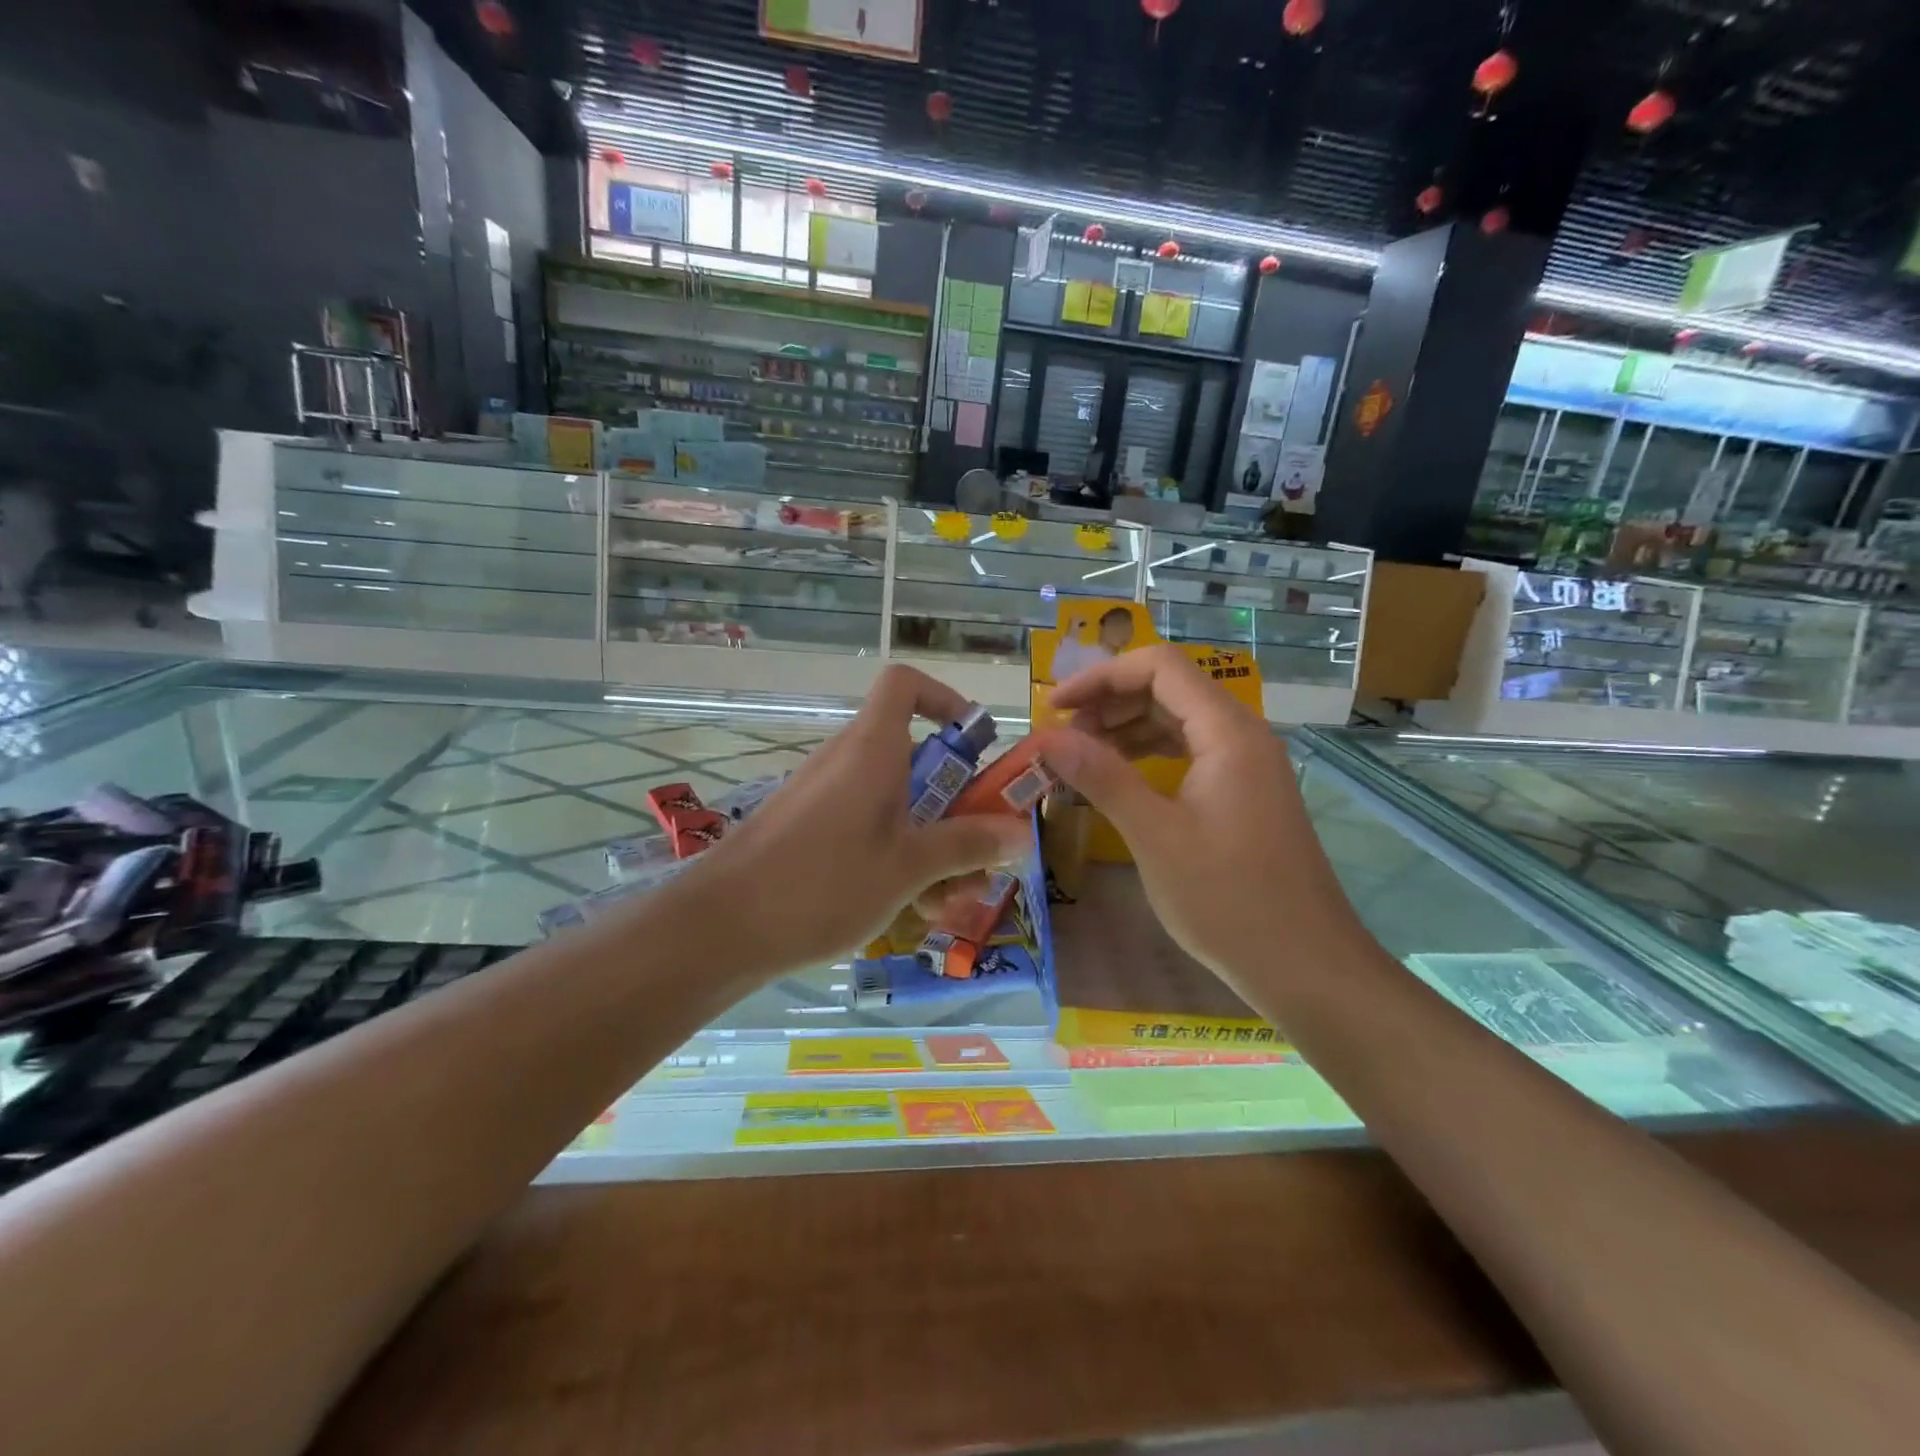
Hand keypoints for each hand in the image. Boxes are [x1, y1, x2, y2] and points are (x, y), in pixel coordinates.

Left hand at [672, 665, 1031, 976]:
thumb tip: (1022, 832)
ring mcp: (827, 797)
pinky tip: (911, 910)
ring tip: (949, 901)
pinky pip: (868, 828)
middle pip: (916, 758)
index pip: (905, 684)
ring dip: (933, 844)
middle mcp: (849, 761)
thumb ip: (966, 845)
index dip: (945, 700)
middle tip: (981, 856)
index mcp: (872, 749)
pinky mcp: (811, 830)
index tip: (976, 746)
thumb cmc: (823, 883)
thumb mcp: (908, 867)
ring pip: (897, 803)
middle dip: (958, 806)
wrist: (721, 928)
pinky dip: (897, 857)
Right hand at [1044, 645, 1356, 987]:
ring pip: (1179, 722)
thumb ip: (1102, 776)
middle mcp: (1243, 736)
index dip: (1100, 677)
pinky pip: (1191, 754)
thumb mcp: (1154, 835)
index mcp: (1228, 732)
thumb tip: (1048, 738)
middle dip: (1109, 704)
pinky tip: (1120, 780)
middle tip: (1061, 739)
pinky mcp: (1245, 795)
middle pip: (1169, 690)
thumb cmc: (1228, 899)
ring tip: (1080, 758)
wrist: (1305, 966)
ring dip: (1126, 730)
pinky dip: (1149, 757)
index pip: (1159, 668)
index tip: (1054, 707)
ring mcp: (1247, 766)